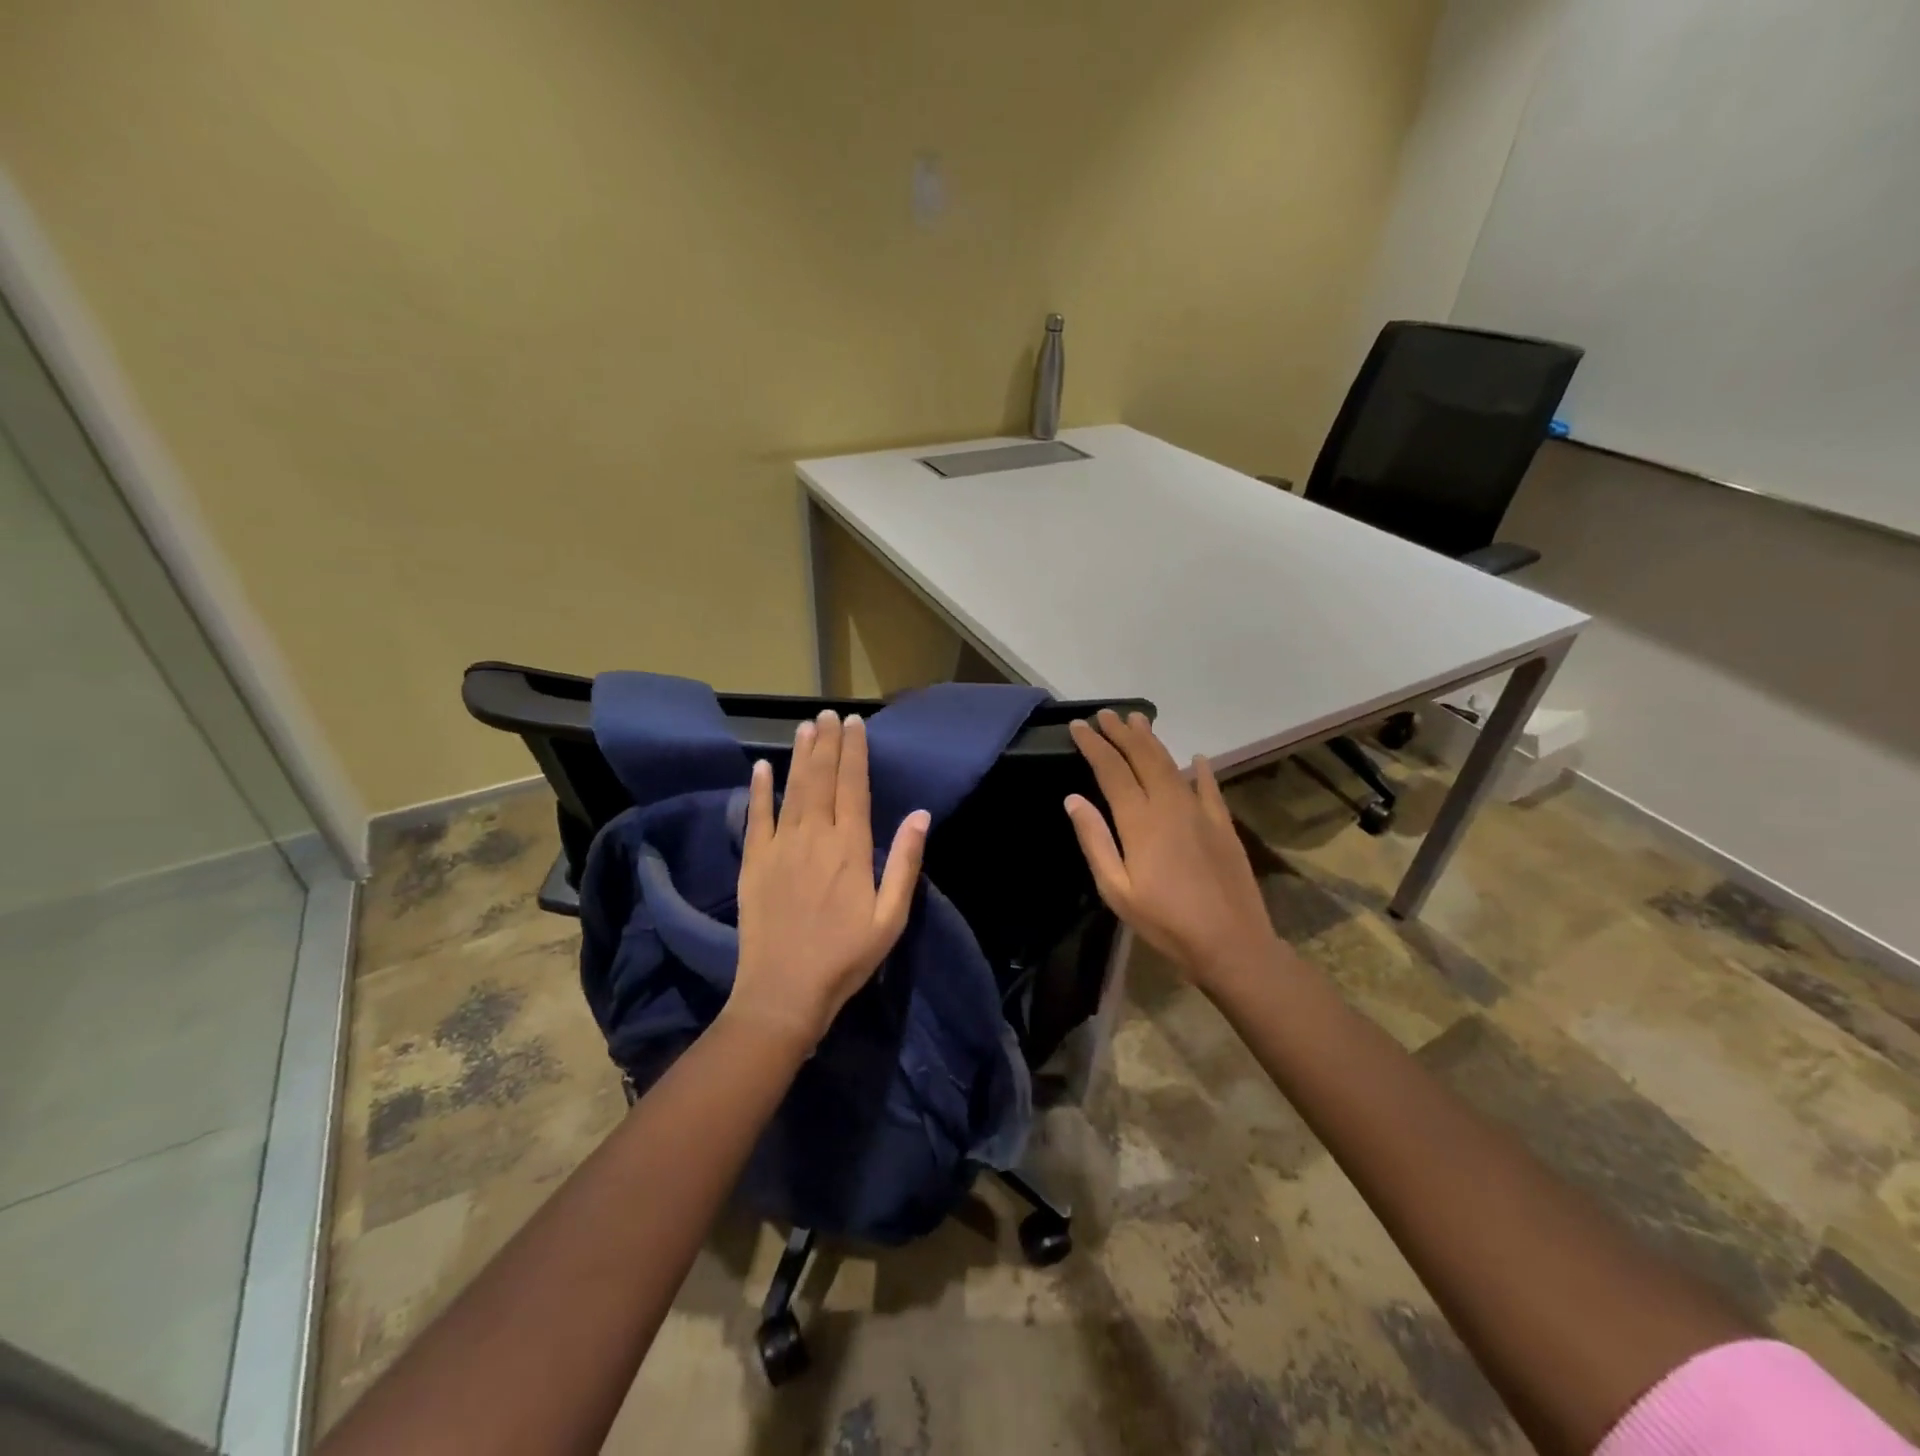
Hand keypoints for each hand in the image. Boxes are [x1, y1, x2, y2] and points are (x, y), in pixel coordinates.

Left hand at [732, 710, 929, 1046]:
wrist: (784, 992)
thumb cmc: (846, 957)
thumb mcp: (890, 917)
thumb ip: (904, 863)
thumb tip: (920, 815)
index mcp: (850, 848)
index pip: (853, 787)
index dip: (855, 752)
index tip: (855, 723)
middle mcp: (814, 837)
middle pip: (822, 779)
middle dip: (828, 744)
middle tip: (830, 714)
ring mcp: (780, 848)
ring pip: (792, 790)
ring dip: (800, 756)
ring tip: (806, 727)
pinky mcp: (754, 863)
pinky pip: (756, 818)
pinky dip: (759, 790)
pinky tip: (762, 767)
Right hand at [1064, 710, 1278, 989]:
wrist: (1231, 942)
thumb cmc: (1165, 921)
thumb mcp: (1116, 889)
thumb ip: (1095, 840)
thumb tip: (1073, 799)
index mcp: (1140, 821)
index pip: (1112, 770)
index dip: (1094, 745)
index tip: (1079, 726)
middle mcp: (1170, 805)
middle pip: (1143, 758)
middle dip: (1121, 733)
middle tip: (1105, 714)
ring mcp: (1200, 812)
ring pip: (1172, 765)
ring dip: (1153, 741)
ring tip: (1138, 721)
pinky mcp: (1223, 825)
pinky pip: (1210, 788)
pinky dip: (1201, 770)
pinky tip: (1197, 758)